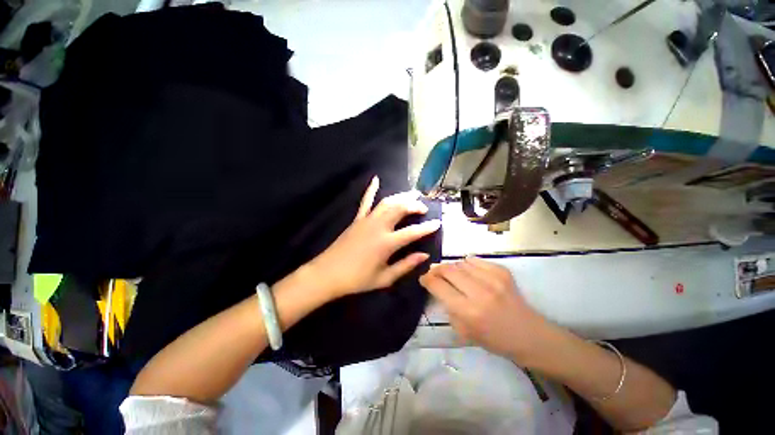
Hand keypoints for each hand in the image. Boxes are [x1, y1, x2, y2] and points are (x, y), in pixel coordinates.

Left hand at [308, 176, 440, 297]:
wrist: (327, 274)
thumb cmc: (357, 279)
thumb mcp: (384, 278)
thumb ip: (406, 265)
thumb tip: (424, 256)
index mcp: (386, 243)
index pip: (412, 232)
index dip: (427, 227)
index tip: (437, 223)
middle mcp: (378, 227)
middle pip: (400, 209)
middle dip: (414, 206)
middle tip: (423, 208)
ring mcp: (366, 220)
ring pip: (387, 202)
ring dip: (401, 197)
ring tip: (411, 196)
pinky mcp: (357, 219)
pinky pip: (365, 201)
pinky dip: (371, 189)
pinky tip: (376, 179)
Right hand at [419, 257, 550, 363]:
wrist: (529, 334)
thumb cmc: (493, 339)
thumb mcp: (463, 331)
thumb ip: (447, 307)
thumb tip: (437, 286)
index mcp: (468, 311)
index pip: (438, 286)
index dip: (426, 279)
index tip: (424, 278)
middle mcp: (479, 292)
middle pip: (448, 269)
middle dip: (437, 270)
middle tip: (435, 273)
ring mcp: (493, 279)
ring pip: (460, 263)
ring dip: (452, 268)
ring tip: (453, 275)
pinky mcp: (502, 272)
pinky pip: (475, 260)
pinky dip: (467, 265)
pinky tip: (469, 272)